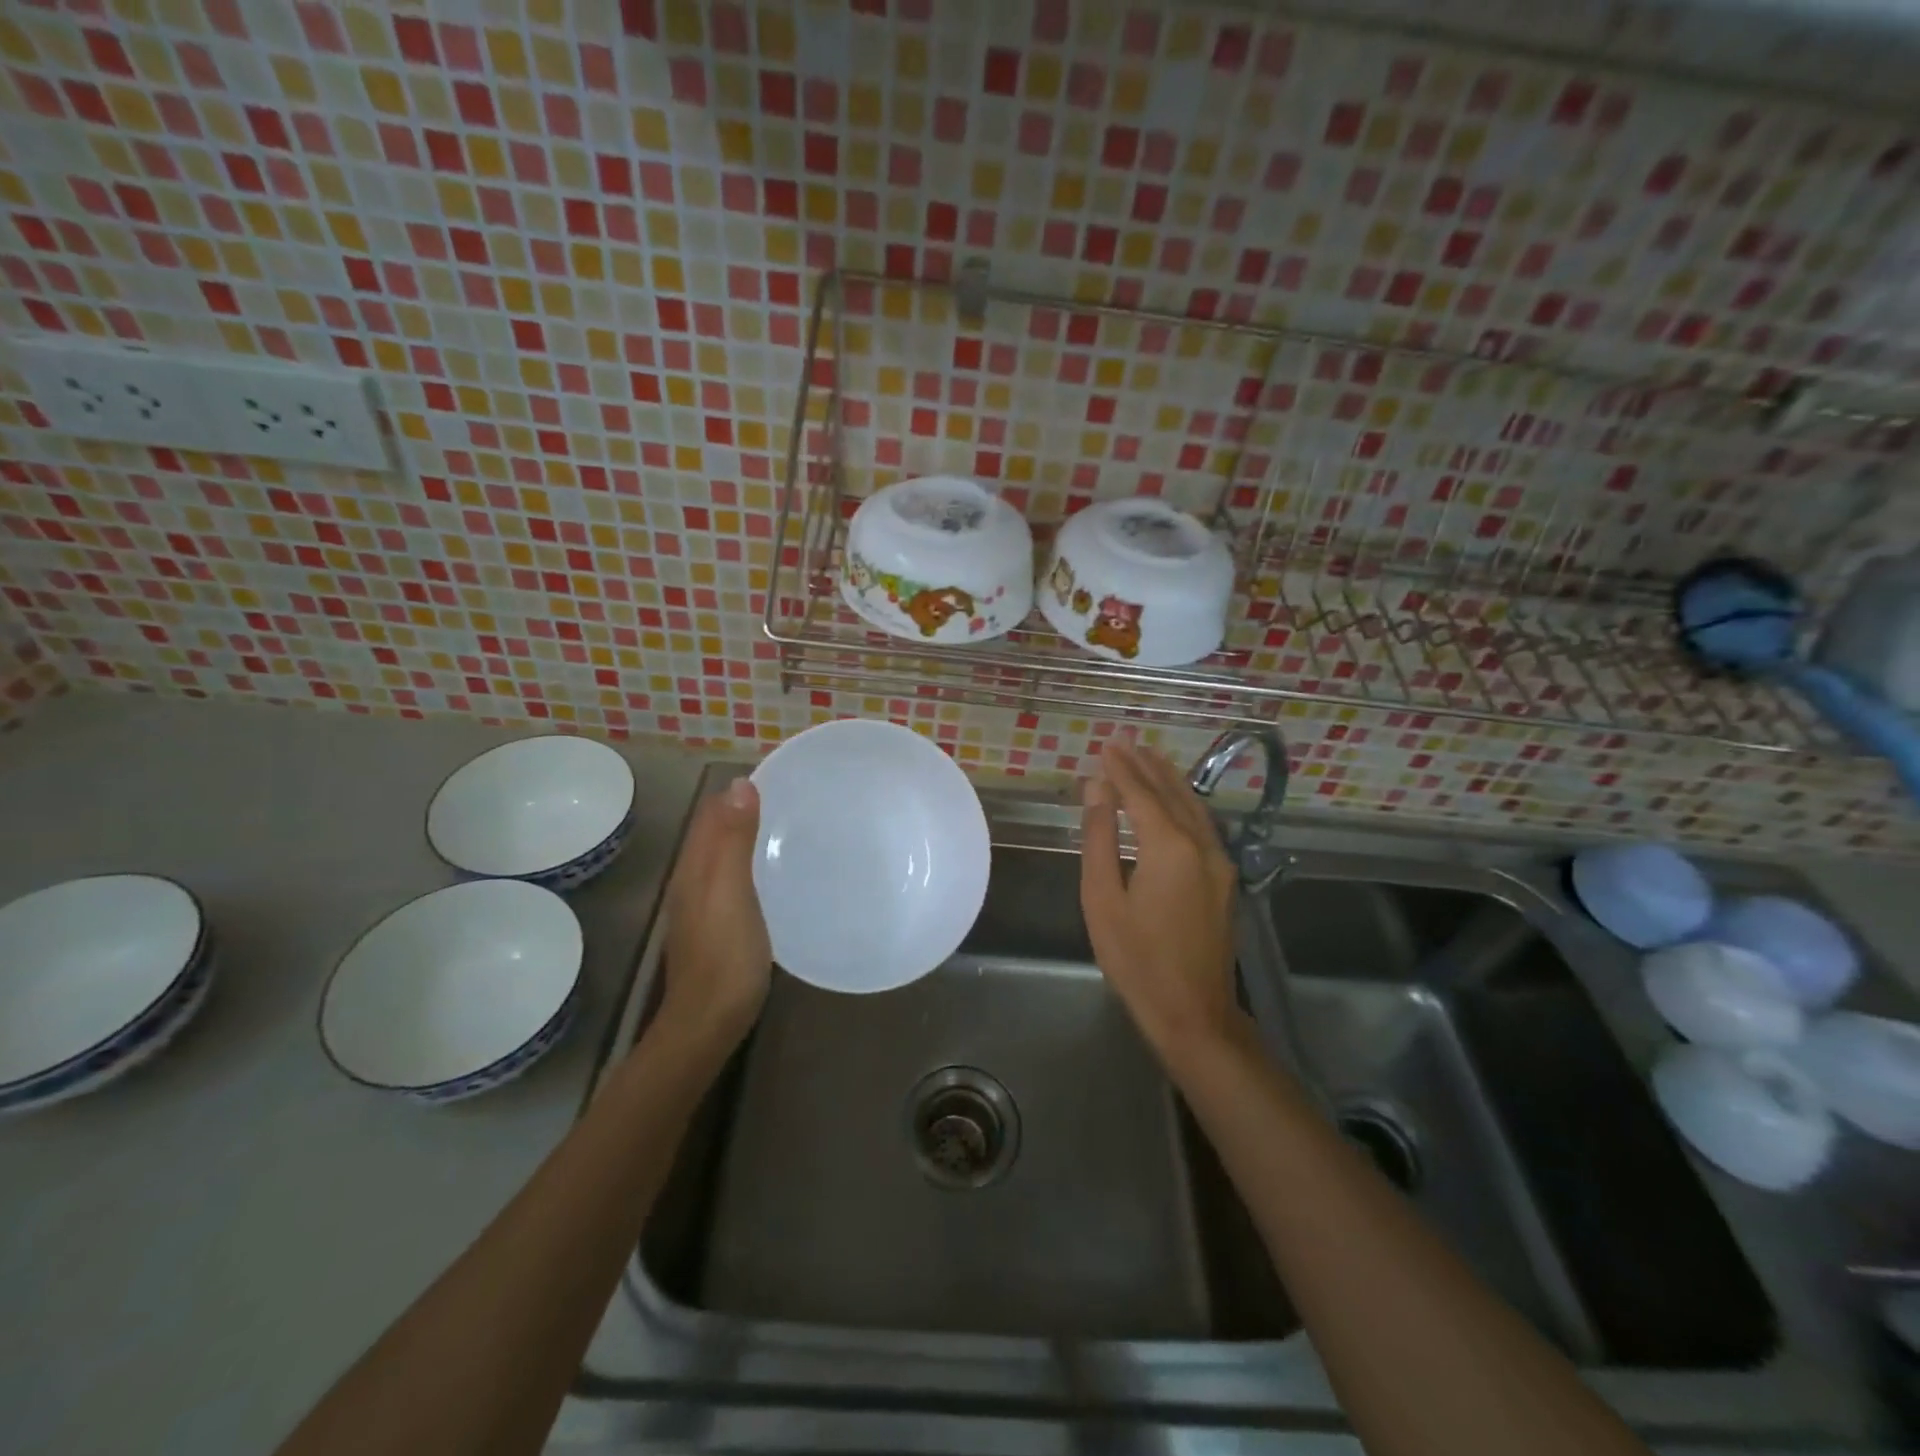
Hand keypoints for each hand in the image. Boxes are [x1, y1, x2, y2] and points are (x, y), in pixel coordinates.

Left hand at [658, 778, 771, 1047]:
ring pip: (725, 856)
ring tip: (792, 828)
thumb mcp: (732, 892)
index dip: (739, 792)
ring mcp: (703, 905)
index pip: (712, 813)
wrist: (709, 1021)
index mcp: (695, 866)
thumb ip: (733, 840)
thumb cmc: (725, 954)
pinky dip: (753, 864)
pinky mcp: (718, 925)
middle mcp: (693, 879)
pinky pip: (734, 880)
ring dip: (750, 837)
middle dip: (746, 810)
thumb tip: (740, 784)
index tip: (780, 779)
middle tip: (795, 800)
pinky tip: (777, 874)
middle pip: (717, 832)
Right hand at [1080, 742, 1243, 1067]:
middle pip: (1171, 792)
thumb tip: (1097, 789)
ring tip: (1148, 757)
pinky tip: (1174, 798)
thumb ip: (1100, 838)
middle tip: (1124, 741)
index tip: (1106, 744)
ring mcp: (1219, 861)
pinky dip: (1184, 802)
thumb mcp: (1102, 898)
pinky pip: (1203, 824)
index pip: (1140, 793)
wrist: (1193, 1012)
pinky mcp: (1224, 878)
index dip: (1121, 768)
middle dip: (1146, 765)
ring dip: (1168, 779)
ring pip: (1193, 806)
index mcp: (1168, 847)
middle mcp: (1201, 844)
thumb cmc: (1136, 959)